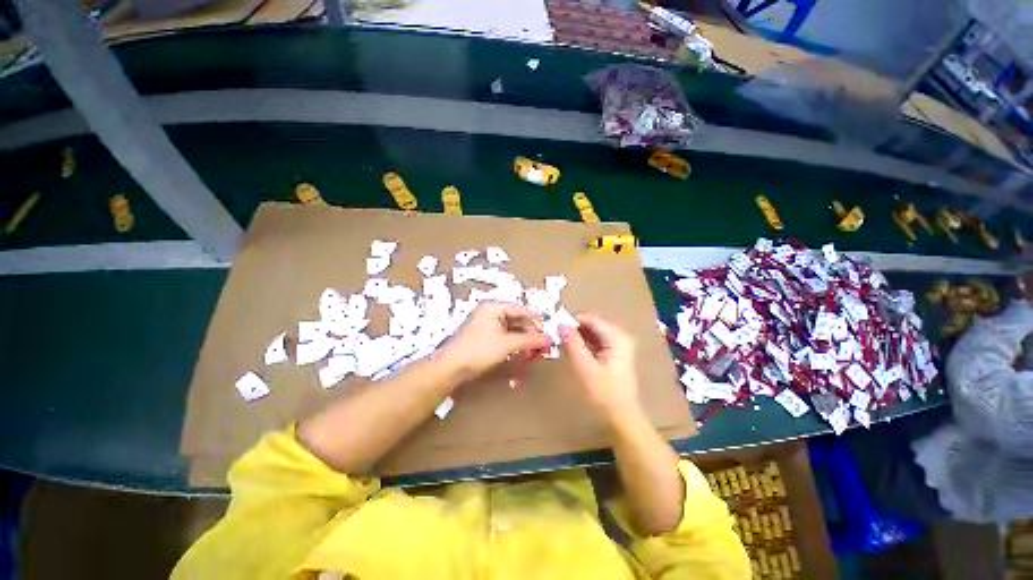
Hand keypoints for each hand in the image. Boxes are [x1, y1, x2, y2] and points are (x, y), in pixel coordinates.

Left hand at [438, 303, 550, 381]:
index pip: (521, 309)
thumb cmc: (479, 349)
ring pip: (511, 329)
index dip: (536, 320)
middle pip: (516, 319)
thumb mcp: (507, 344)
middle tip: (542, 345)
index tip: (549, 330)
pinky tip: (521, 352)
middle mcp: (490, 313)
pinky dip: (514, 344)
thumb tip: (549, 339)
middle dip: (530, 332)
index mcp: (494, 307)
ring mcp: (485, 325)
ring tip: (534, 351)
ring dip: (523, 339)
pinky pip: (503, 337)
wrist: (450, 367)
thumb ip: (530, 340)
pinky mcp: (483, 337)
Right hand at [561, 312, 641, 424]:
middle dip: (572, 329)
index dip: (570, 320)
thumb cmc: (604, 393)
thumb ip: (573, 343)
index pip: (589, 318)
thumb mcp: (585, 366)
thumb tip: (561, 324)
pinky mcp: (613, 355)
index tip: (553, 327)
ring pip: (591, 333)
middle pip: (591, 324)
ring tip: (560, 344)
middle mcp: (619, 336)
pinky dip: (581, 344)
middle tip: (555, 337)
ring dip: (576, 337)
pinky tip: (570, 351)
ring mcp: (617, 346)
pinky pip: (594, 342)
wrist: (621, 419)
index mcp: (616, 336)